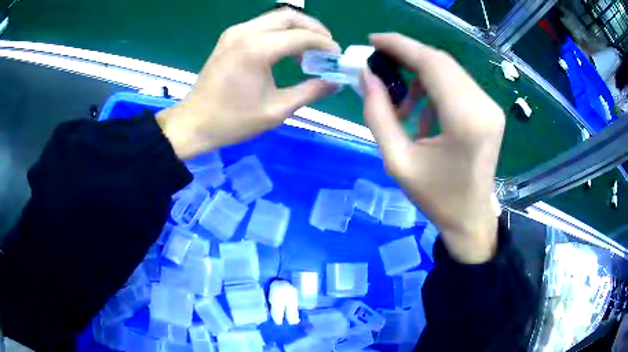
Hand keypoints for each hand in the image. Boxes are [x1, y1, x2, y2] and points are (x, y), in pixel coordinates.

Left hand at [157, 9, 340, 158]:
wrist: (194, 123)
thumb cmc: (233, 120)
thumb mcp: (277, 110)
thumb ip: (310, 92)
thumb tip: (335, 82)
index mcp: (257, 49)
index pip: (302, 36)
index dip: (324, 44)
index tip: (336, 56)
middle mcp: (246, 32)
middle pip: (289, 16)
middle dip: (313, 28)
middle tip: (326, 47)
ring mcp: (234, 32)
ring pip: (275, 18)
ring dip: (296, 29)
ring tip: (308, 50)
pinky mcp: (229, 37)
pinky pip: (261, 25)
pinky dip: (279, 32)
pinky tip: (285, 50)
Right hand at [362, 33, 504, 263]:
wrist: (470, 218)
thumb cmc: (436, 198)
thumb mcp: (397, 161)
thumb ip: (378, 114)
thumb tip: (366, 76)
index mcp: (465, 120)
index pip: (432, 64)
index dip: (400, 45)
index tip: (373, 40)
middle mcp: (483, 106)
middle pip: (441, 62)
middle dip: (407, 56)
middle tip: (379, 64)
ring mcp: (490, 107)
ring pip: (449, 71)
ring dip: (420, 77)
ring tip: (401, 106)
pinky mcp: (489, 111)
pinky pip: (457, 85)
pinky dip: (434, 90)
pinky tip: (423, 115)